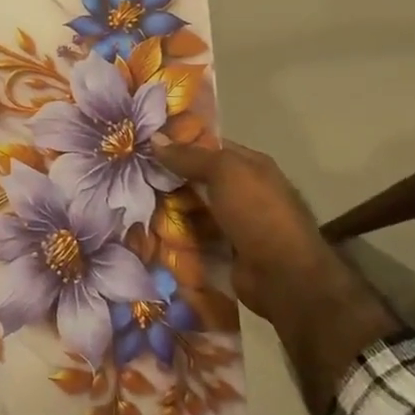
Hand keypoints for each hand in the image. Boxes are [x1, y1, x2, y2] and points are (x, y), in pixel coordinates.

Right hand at [150, 137, 333, 322]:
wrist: (283, 276)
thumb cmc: (257, 213)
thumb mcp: (224, 173)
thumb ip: (189, 156)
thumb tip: (155, 138)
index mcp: (251, 166)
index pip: (210, 147)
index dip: (180, 144)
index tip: (145, 145)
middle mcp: (245, 191)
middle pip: (199, 179)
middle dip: (170, 179)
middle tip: (132, 176)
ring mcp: (236, 223)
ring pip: (195, 209)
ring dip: (170, 209)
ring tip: (134, 204)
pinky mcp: (225, 250)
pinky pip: (196, 237)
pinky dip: (177, 236)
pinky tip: (149, 232)